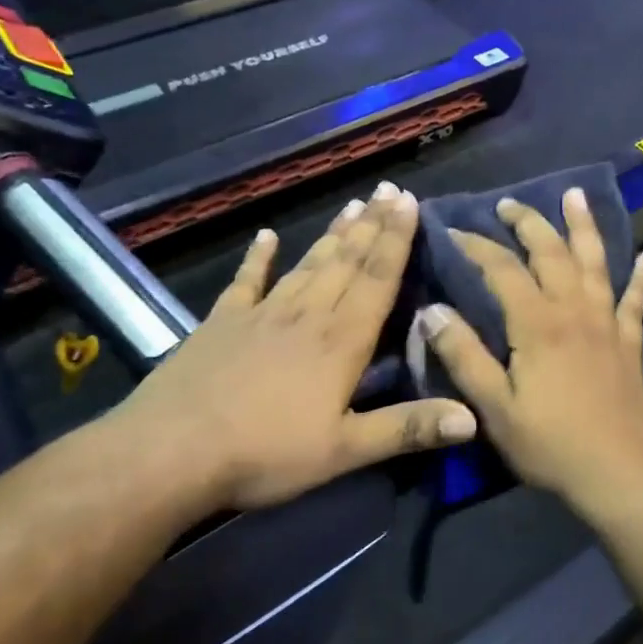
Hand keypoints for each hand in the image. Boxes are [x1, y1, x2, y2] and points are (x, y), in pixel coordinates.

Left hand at [108, 183, 476, 517]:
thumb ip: (408, 428)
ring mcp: (261, 314)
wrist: (169, 453)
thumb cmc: (265, 453)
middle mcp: (306, 315)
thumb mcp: (344, 450)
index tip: (409, 201)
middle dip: (372, 225)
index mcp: (340, 341)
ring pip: (307, 264)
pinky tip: (267, 236)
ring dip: (333, 235)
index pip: (376, 279)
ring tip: (353, 204)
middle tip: (388, 190)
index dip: (395, 239)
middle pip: (346, 262)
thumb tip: (473, 418)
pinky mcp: (222, 323)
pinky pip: (246, 281)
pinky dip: (258, 258)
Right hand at [421, 187, 642, 515]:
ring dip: (584, 227)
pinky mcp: (630, 343)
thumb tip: (433, 310)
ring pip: (595, 263)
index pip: (502, 268)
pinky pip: (635, 301)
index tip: (453, 229)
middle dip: (528, 223)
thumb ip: (464, 356)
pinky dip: (641, 277)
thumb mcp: (495, 408)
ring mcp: (608, 324)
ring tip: (576, 196)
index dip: (477, 245)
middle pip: (551, 253)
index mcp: (538, 324)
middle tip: (508, 204)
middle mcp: (575, 311)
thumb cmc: (551, 444)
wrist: (619, 474)